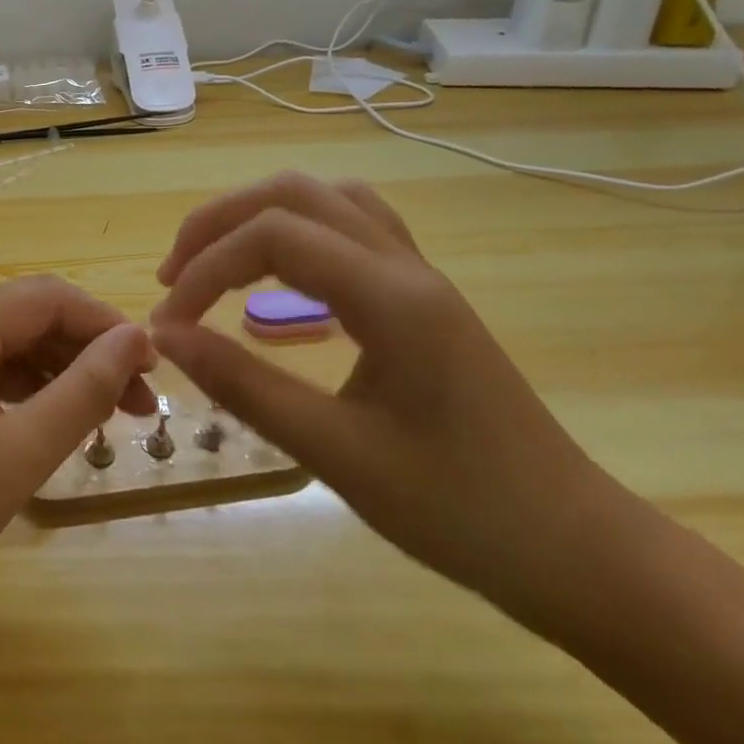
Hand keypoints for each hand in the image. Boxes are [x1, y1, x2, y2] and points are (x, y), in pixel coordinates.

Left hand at [0, 277, 156, 652]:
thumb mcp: (18, 455)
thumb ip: (84, 389)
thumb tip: (134, 339)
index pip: (44, 297)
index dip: (105, 323)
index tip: (152, 365)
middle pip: (20, 317)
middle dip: (83, 352)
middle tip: (138, 403)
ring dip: (51, 372)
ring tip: (103, 418)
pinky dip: (13, 389)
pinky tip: (46, 421)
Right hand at [149, 173, 628, 615]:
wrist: (576, 549)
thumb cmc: (460, 511)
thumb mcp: (336, 453)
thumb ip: (243, 385)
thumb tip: (166, 336)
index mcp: (391, 296)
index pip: (271, 236)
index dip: (205, 268)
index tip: (168, 324)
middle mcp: (405, 265)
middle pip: (293, 194)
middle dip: (218, 223)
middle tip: (174, 276)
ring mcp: (419, 274)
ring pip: (325, 198)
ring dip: (257, 215)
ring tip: (214, 260)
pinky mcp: (422, 295)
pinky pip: (350, 227)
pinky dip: (295, 231)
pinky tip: (277, 273)